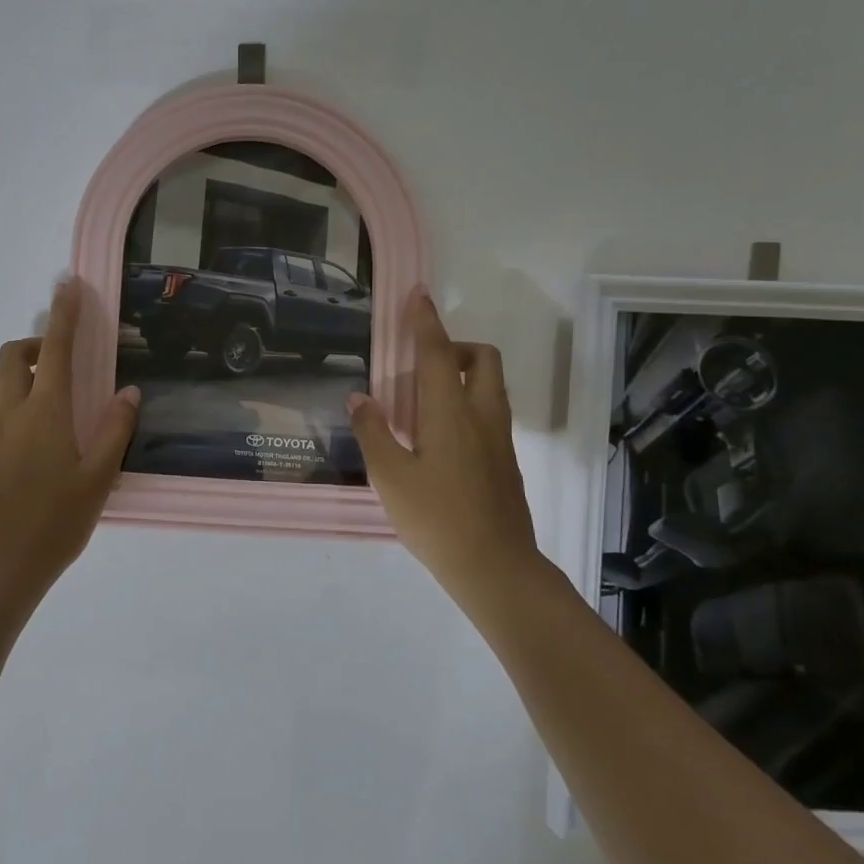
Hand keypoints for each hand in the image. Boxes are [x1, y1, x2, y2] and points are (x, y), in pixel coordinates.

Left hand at [0, 279, 139, 603]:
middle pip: (11, 356)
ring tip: (50, 394)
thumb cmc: (56, 521)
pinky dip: (13, 401)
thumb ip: (115, 430)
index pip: (55, 348)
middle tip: (63, 359)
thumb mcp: (99, 477)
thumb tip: (128, 391)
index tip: (69, 285)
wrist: (0, 564)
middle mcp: (12, 413)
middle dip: (35, 342)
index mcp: (45, 412)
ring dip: (19, 371)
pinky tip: (37, 435)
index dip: (63, 313)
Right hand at [346, 290, 551, 613]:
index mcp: (451, 414)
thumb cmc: (436, 519)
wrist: (494, 567)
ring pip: (490, 386)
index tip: (418, 295)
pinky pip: (488, 412)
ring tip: (422, 399)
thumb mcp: (389, 477)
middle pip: (483, 359)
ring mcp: (499, 440)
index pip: (439, 354)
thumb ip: (373, 432)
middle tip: (421, 363)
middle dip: (456, 346)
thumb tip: (359, 398)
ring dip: (463, 374)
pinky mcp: (504, 461)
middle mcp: (482, 417)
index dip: (425, 323)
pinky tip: (436, 435)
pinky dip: (466, 402)